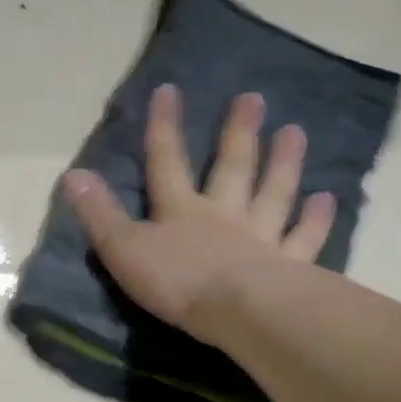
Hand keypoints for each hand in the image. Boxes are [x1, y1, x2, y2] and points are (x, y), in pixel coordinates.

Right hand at [62, 84, 334, 344]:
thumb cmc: (176, 281)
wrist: (238, 311)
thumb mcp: (123, 249)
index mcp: (180, 211)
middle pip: (231, 168)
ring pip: (272, 194)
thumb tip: (73, 173)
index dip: (165, 127)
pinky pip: (303, 237)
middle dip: (238, 133)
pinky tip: (327, 198)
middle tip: (254, 98)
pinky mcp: (288, 266)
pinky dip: (315, 219)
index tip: (170, 90)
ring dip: (283, 164)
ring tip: (295, 131)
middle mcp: (222, 215)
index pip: (167, 162)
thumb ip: (99, 213)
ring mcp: (259, 238)